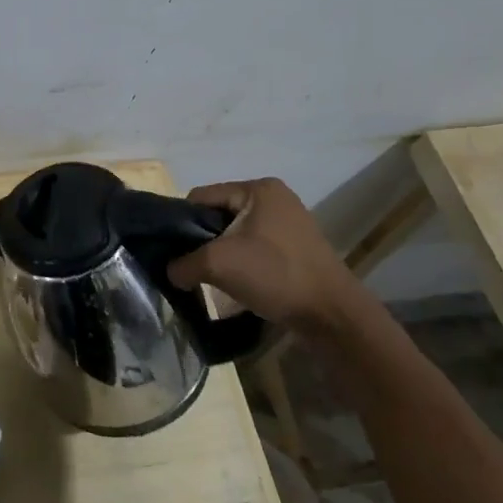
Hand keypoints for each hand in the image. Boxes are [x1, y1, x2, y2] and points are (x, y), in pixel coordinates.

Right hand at [167, 177, 360, 328]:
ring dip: (221, 254)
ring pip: (235, 233)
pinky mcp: (295, 246)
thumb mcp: (218, 264)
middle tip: (192, 267)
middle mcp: (274, 197)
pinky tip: (236, 283)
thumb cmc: (275, 274)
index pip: (201, 197)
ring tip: (212, 278)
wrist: (332, 314)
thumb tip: (171, 272)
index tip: (174, 251)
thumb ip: (184, 263)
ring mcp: (288, 222)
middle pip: (218, 215)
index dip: (182, 222)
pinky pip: (254, 247)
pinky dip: (241, 262)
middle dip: (202, 241)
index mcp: (258, 189)